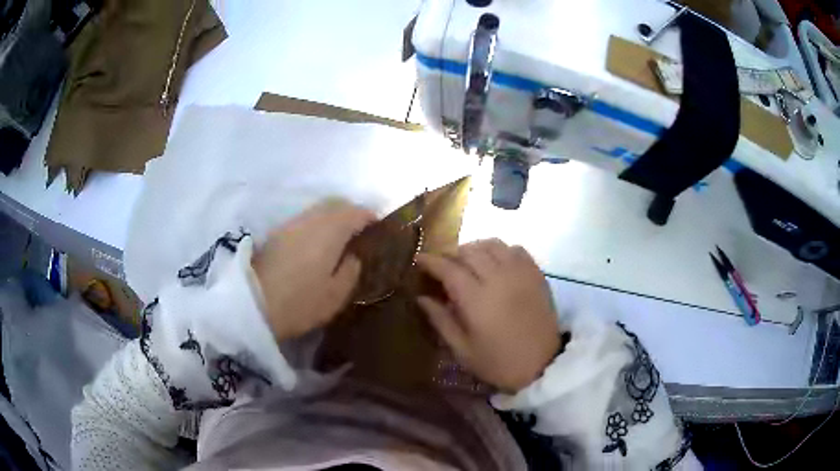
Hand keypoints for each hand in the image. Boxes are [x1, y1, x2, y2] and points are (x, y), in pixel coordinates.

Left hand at [252, 199, 374, 341]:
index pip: (356, 212)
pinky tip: (317, 242)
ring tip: (340, 236)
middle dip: (352, 211)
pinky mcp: (277, 232)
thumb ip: (351, 271)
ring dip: (333, 216)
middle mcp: (312, 219)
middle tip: (361, 229)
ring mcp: (292, 223)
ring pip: (319, 209)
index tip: (379, 227)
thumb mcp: (335, 295)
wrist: (251, 302)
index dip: (370, 217)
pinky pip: (305, 219)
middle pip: (336, 203)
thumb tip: (353, 256)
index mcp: (331, 231)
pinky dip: (317, 223)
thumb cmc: (299, 302)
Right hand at [416, 239, 560, 392]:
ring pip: (493, 244)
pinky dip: (501, 250)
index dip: (430, 260)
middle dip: (451, 254)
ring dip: (476, 248)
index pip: (448, 268)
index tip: (419, 259)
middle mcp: (498, 278)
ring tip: (469, 261)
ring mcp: (520, 273)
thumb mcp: (463, 350)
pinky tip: (497, 263)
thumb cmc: (499, 362)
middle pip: (469, 251)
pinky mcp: (536, 274)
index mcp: (476, 299)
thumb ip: (441, 320)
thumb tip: (421, 298)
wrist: (543, 365)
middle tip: (444, 265)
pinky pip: (516, 249)